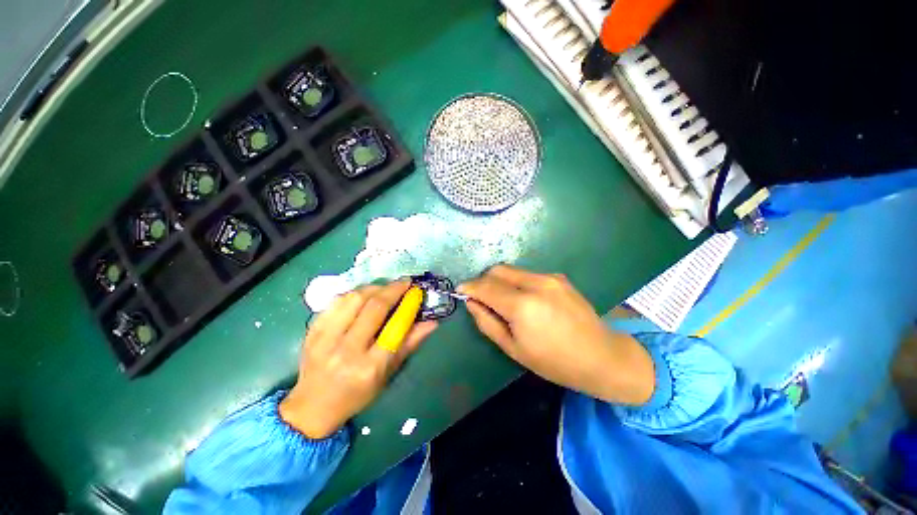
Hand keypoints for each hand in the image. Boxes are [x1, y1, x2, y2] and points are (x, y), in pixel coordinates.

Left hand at [280, 281, 436, 438]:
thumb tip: (432, 322)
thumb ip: (410, 344)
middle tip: (405, 282)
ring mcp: (324, 339)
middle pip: (374, 307)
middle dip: (393, 289)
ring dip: (374, 288)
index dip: (408, 305)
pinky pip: (336, 301)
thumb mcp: (388, 373)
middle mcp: (346, 351)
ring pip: (354, 298)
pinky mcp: (311, 330)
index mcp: (369, 367)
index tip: (417, 292)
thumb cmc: (357, 393)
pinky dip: (354, 293)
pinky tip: (363, 295)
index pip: (395, 328)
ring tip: (385, 288)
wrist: (313, 405)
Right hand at [458, 265, 654, 404]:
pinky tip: (525, 300)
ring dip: (500, 281)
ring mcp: (549, 277)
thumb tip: (471, 302)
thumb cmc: (554, 361)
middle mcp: (536, 283)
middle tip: (481, 297)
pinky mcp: (558, 277)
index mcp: (523, 306)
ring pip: (512, 270)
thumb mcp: (513, 349)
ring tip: (503, 300)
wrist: (601, 356)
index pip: (486, 286)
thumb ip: (487, 322)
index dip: (469, 287)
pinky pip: (527, 274)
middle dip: (483, 281)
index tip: (460, 291)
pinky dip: (517, 282)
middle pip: (497, 270)